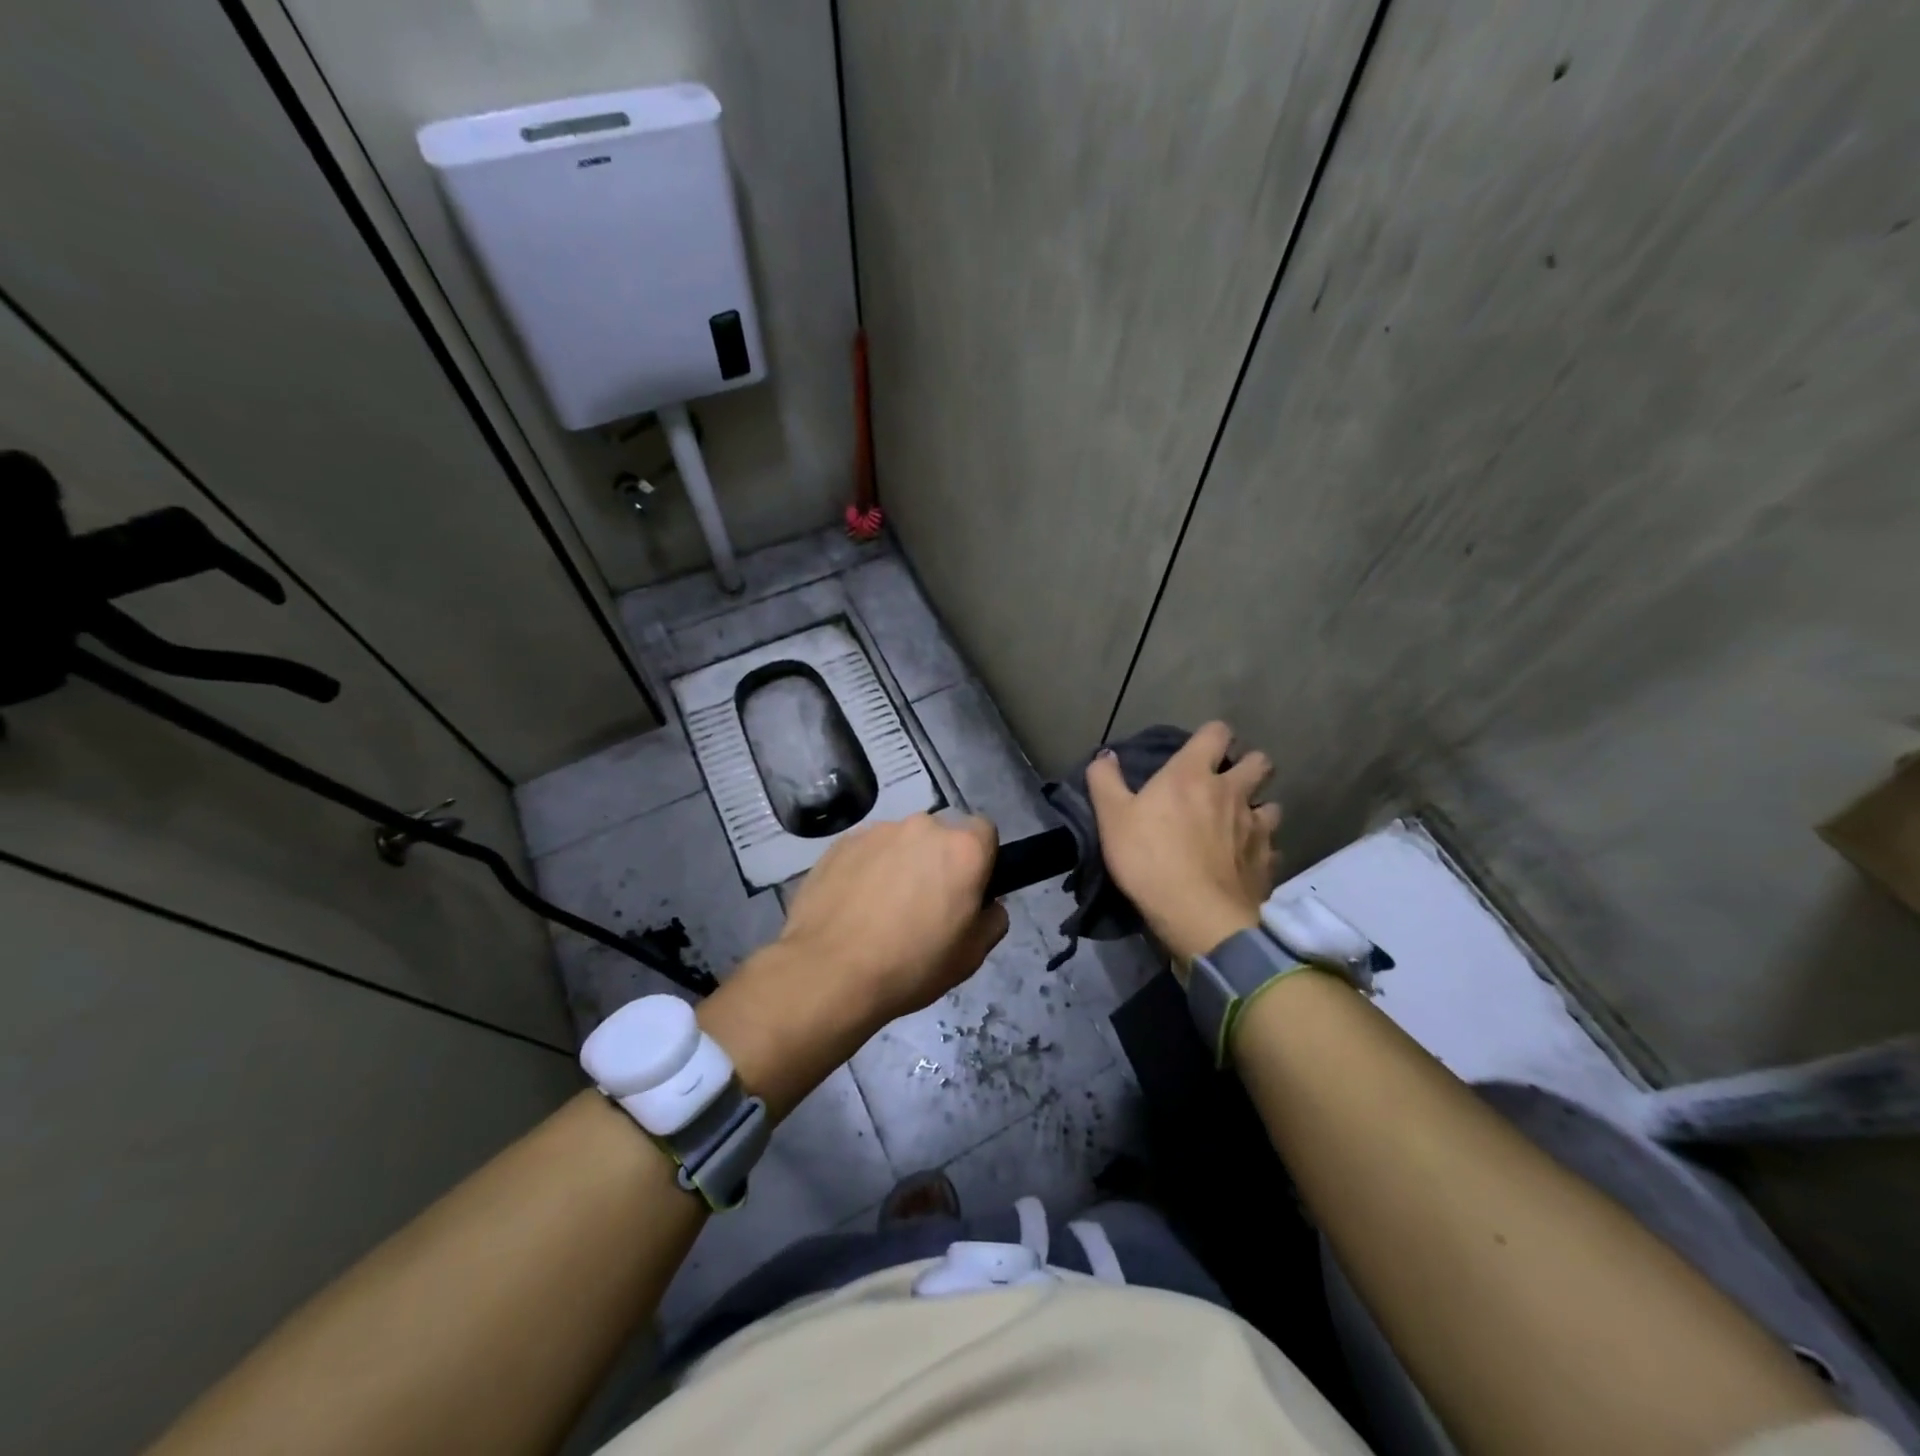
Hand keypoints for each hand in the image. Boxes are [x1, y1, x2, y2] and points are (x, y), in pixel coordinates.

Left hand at [775, 811, 1008, 1027]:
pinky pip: (867, 850)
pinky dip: (867, 869)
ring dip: (901, 863)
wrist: (830, 972)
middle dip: (938, 861)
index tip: (967, 889)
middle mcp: (922, 826)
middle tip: (925, 904)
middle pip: (941, 835)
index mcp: (963, 848)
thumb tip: (987, 904)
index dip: (980, 859)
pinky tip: (854, 906)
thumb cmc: (912, 965)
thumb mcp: (972, 956)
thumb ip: (992, 919)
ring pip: (901, 842)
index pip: (985, 832)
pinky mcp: (841, 843)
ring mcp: (878, 831)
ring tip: (882, 909)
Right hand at [1086, 721, 1280, 961]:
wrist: (1197, 915)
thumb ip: (1105, 780)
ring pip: (1272, 805)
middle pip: (1259, 762)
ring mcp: (1256, 827)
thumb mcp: (1112, 817)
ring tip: (1240, 824)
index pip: (1217, 733)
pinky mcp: (1267, 862)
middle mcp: (1232, 792)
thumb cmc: (1149, 858)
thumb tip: (1105, 754)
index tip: (1201, 750)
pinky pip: (1272, 847)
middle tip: (1227, 783)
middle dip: (1248, 765)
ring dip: (1259, 808)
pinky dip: (1261, 849)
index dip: (1212, 735)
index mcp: (1193, 774)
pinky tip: (1245, 861)